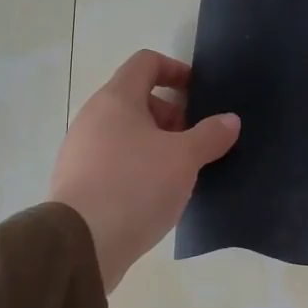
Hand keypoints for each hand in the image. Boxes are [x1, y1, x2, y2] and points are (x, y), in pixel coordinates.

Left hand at [50, 51, 240, 291]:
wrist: (80, 244)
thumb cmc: (135, 186)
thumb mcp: (184, 159)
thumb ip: (210, 135)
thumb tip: (229, 120)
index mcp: (116, 99)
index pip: (146, 63)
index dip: (175, 70)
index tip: (198, 93)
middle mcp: (93, 117)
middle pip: (137, 99)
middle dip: (171, 115)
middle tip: (195, 142)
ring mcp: (80, 150)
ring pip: (126, 133)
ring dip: (156, 144)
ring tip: (180, 172)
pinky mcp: (78, 182)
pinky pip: (114, 161)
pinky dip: (138, 167)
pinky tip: (155, 195)